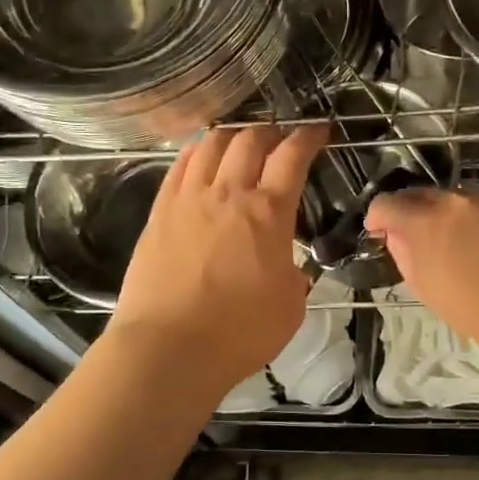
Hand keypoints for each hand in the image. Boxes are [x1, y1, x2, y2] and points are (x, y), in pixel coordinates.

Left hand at [112, 123, 329, 391]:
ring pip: (211, 144)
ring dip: (232, 135)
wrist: (169, 347)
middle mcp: (229, 194)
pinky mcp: (160, 211)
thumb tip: (286, 265)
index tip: (318, 131)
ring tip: (241, 141)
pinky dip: (197, 151)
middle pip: (250, 140)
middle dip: (271, 132)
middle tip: (280, 139)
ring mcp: (189, 199)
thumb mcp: (291, 306)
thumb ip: (293, 274)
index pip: (292, 157)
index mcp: (269, 213)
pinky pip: (180, 166)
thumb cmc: (239, 333)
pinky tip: (202, 155)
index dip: (308, 137)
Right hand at [365, 186, 478, 343]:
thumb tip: (398, 237)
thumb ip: (404, 253)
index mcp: (424, 219)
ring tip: (441, 239)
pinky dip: (464, 218)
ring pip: (449, 199)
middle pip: (419, 195)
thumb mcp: (422, 284)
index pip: (387, 204)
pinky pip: (475, 207)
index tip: (376, 231)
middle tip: (406, 234)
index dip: (377, 217)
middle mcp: (452, 200)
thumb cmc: (468, 306)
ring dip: (438, 213)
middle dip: (408, 211)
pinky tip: (471, 242)